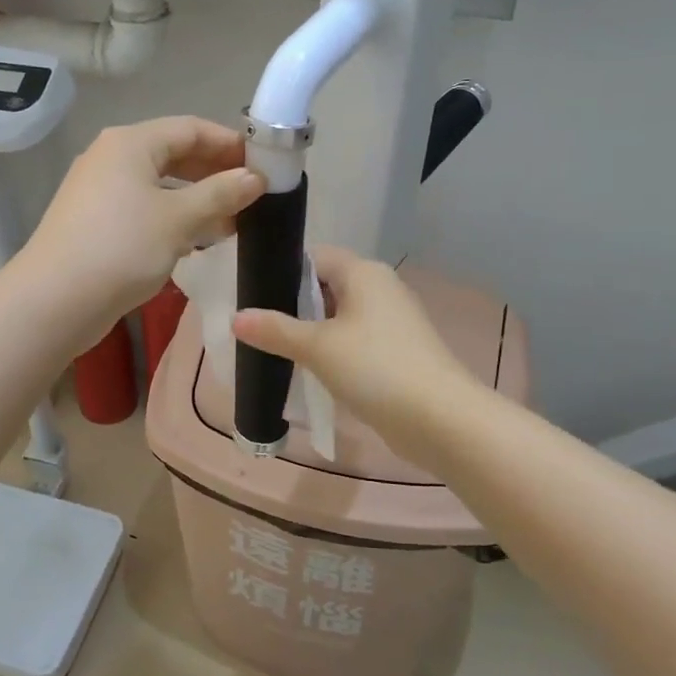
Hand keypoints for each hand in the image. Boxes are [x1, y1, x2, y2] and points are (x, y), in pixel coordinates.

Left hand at [19, 117, 264, 344]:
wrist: (55, 300)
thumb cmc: (122, 247)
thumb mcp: (179, 219)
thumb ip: (221, 194)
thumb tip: (255, 177)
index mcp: (130, 143)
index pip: (191, 128)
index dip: (230, 143)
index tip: (264, 164)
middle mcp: (111, 157)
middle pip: (174, 153)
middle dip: (215, 172)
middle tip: (252, 195)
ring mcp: (100, 191)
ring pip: (160, 185)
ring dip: (197, 199)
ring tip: (232, 221)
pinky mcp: (96, 222)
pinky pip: (144, 208)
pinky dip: (173, 217)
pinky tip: (196, 240)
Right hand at [232, 246, 482, 463]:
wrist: (439, 419)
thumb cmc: (375, 368)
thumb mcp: (317, 347)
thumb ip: (275, 330)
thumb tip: (236, 318)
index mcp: (364, 272)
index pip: (314, 256)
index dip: (281, 270)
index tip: (251, 292)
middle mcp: (380, 288)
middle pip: (325, 286)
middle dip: (292, 304)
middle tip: (255, 324)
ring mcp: (392, 321)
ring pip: (340, 316)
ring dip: (311, 331)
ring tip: (273, 347)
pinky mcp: (397, 351)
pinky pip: (354, 340)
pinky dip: (332, 350)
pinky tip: (309, 369)